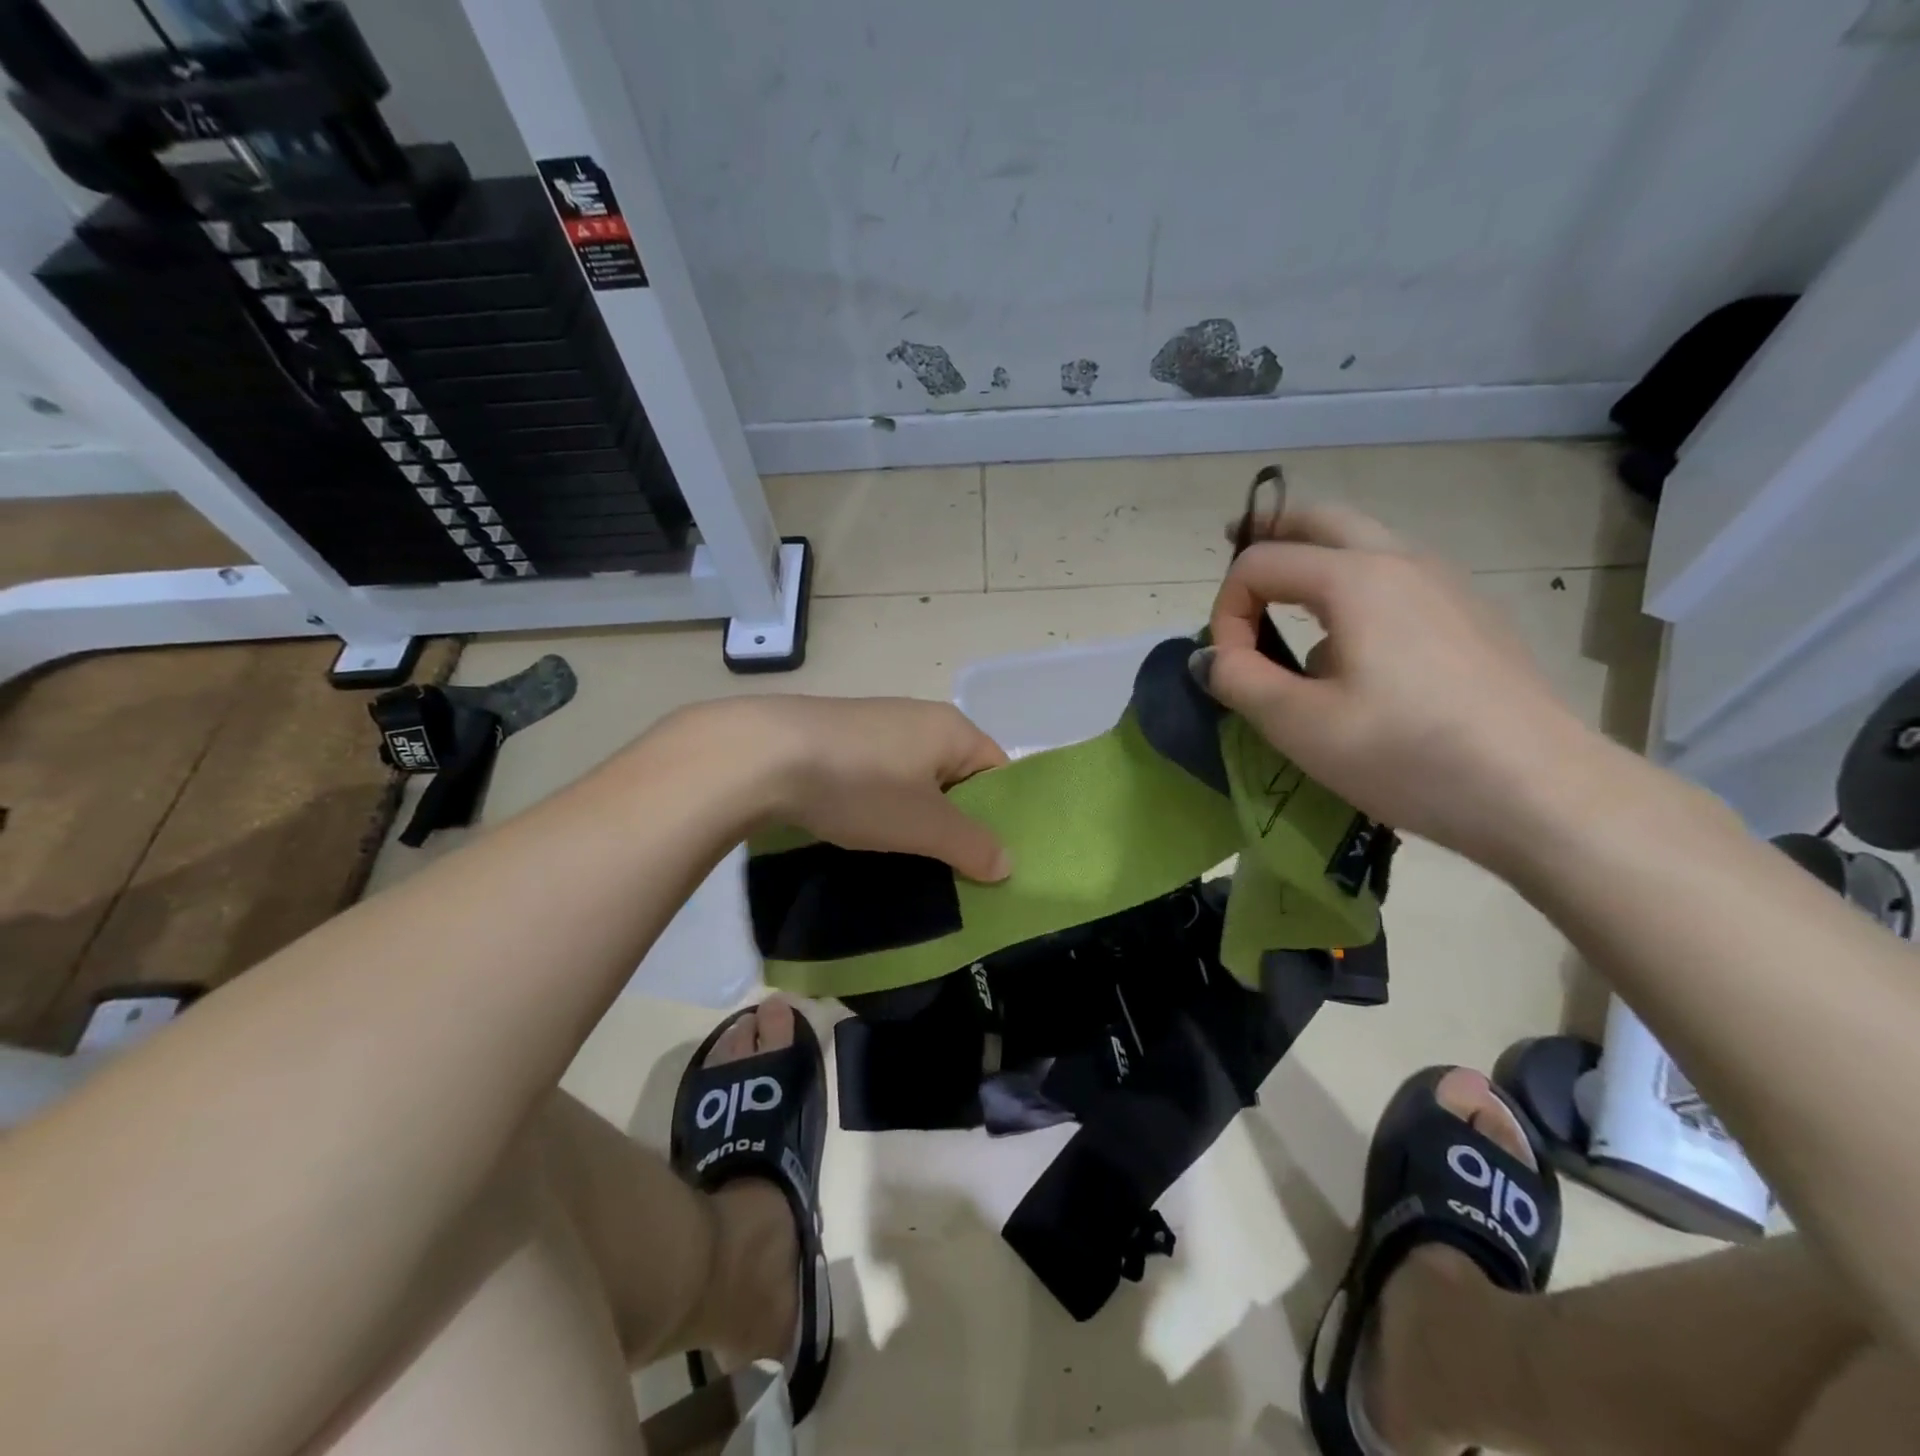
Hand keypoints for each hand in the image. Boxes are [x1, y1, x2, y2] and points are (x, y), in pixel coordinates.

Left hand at [720, 695, 1011, 880]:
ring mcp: (876, 725)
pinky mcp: (839, 738)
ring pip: (915, 778)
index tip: (993, 858)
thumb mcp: (924, 825)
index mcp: (952, 728)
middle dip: (957, 821)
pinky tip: (865, 829)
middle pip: (957, 775)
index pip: (998, 770)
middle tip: (955, 867)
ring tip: (910, 857)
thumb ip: (972, 845)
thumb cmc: (862, 785)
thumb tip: (1008, 862)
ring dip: (916, 816)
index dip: (1002, 815)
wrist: (763, 755)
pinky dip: (881, 803)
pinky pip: (879, 775)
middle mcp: (919, 718)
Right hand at [1193, 503, 1601, 866]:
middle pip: (1321, 520)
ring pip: (1365, 542)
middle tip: (1235, 550)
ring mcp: (1446, 583)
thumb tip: (1212, 656)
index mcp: (1355, 577)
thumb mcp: (1299, 724)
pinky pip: (1397, 576)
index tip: (1230, 667)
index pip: (1261, 564)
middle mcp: (1402, 560)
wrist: (1540, 791)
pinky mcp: (1471, 615)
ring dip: (1315, 556)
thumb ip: (1239, 679)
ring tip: (1287, 602)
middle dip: (1270, 533)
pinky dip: (1354, 583)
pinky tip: (1353, 646)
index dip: (1227, 610)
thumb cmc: (1407, 753)